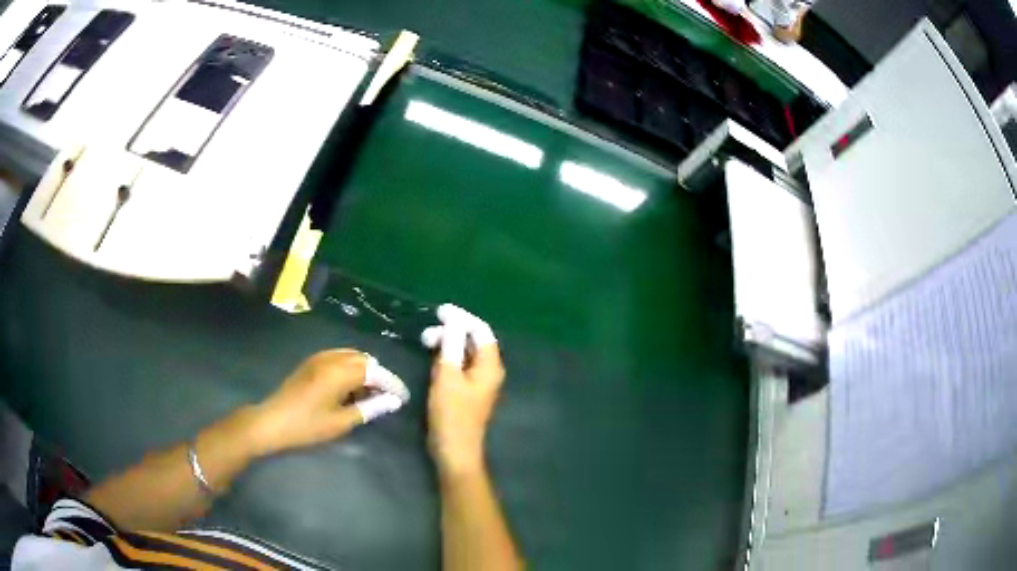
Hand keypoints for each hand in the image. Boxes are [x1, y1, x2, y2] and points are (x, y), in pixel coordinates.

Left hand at [250, 349, 408, 455]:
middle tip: (386, 397)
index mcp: (339, 372)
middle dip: (378, 376)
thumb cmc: (308, 425)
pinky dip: (350, 368)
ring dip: (364, 371)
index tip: (403, 398)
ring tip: (369, 394)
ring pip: (351, 356)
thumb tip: (392, 401)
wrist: (273, 421)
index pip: (375, 371)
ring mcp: (319, 358)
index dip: (392, 383)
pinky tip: (349, 388)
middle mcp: (331, 358)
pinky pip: (338, 357)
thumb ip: (369, 408)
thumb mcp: (341, 422)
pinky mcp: (311, 362)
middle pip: (364, 359)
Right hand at [422, 305, 504, 476]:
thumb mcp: (447, 376)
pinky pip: (460, 366)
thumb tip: (454, 319)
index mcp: (490, 366)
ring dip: (447, 345)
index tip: (440, 311)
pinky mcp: (469, 392)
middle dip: (452, 332)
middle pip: (473, 341)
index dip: (462, 317)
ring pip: (465, 353)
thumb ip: (451, 345)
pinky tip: (433, 360)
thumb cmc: (451, 414)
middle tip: (426, 335)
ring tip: (426, 345)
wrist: (455, 451)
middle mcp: (489, 371)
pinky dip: (448, 358)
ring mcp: (480, 383)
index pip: (481, 331)